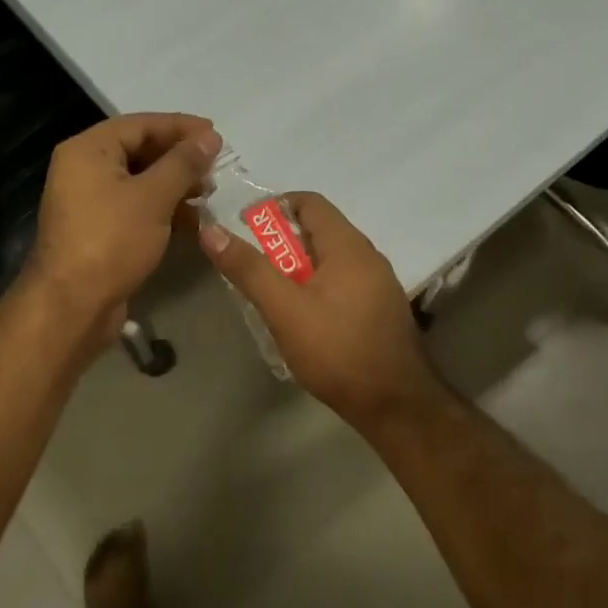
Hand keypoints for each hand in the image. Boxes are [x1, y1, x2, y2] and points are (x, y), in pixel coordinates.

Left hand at [26, 113, 221, 343]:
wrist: (72, 305)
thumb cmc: (112, 240)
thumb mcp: (153, 196)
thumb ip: (183, 163)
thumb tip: (209, 137)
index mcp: (88, 150)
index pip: (140, 124)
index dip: (180, 127)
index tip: (216, 135)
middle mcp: (83, 169)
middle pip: (138, 150)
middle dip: (179, 158)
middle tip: (215, 167)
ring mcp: (89, 202)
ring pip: (139, 181)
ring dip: (174, 185)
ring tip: (208, 194)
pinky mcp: (99, 230)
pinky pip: (134, 208)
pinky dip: (161, 209)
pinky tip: (192, 220)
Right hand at [198, 192, 445, 427]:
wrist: (396, 405)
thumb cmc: (337, 350)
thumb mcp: (284, 310)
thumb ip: (248, 269)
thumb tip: (211, 230)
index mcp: (348, 246)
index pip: (309, 202)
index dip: (273, 208)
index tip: (245, 230)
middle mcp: (368, 256)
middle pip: (318, 231)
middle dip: (281, 243)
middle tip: (252, 269)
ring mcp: (378, 284)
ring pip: (329, 260)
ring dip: (297, 268)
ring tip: (271, 295)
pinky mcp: (379, 310)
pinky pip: (341, 282)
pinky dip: (316, 287)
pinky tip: (301, 318)